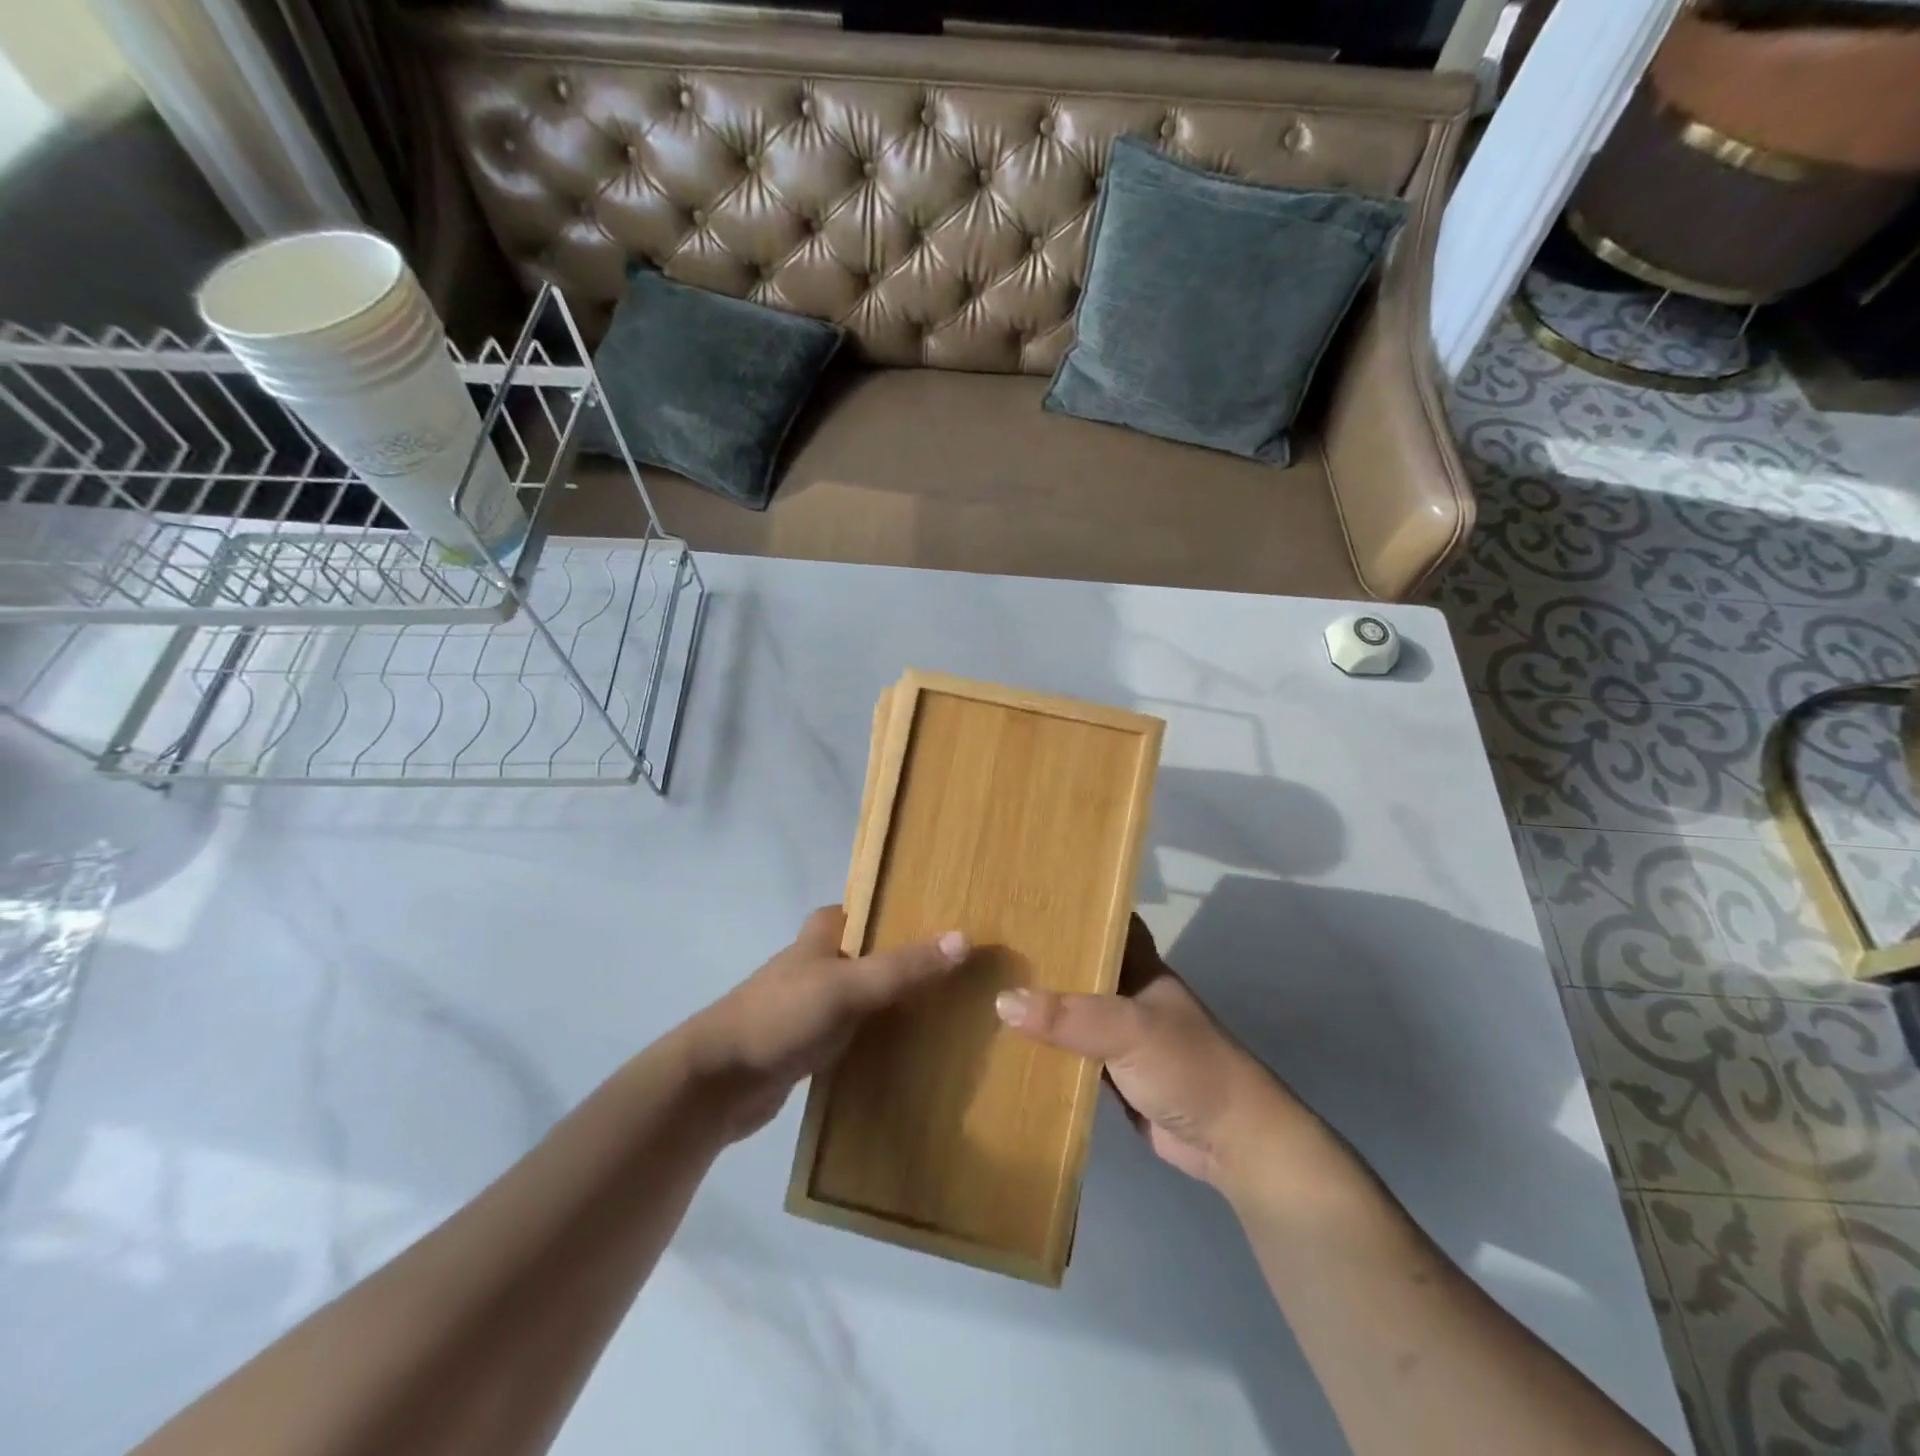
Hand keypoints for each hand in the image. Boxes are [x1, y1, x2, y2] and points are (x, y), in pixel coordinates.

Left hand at [687, 906, 968, 1139]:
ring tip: (949, 1006)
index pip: (867, 909)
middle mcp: (818, 962)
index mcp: (822, 935)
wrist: (718, 1081)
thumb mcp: (846, 987)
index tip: (942, 919)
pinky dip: (879, 1034)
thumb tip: (964, 939)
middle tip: (958, 967)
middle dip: (906, 958)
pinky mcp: (810, 1042)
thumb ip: (902, 966)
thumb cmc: (781, 1016)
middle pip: (871, 951)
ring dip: (895, 998)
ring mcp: (812, 1004)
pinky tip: (912, 1047)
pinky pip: (855, 1030)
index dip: (900, 910)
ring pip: (864, 992)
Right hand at [993, 916, 1300, 1187]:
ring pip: (1070, 1011)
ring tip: (982, 986)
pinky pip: (1070, 1053)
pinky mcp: (1111, 1074)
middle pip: (1079, 966)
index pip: (1103, 921)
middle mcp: (1126, 992)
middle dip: (1041, 957)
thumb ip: (1068, 1016)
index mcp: (1138, 965)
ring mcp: (1118, 1035)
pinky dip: (1044, 1049)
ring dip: (1038, 1005)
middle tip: (986, 943)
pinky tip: (1005, 1044)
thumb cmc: (1187, 1065)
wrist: (1230, 1140)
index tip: (1025, 895)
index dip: (1071, 907)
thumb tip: (1002, 1001)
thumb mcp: (1128, 1029)